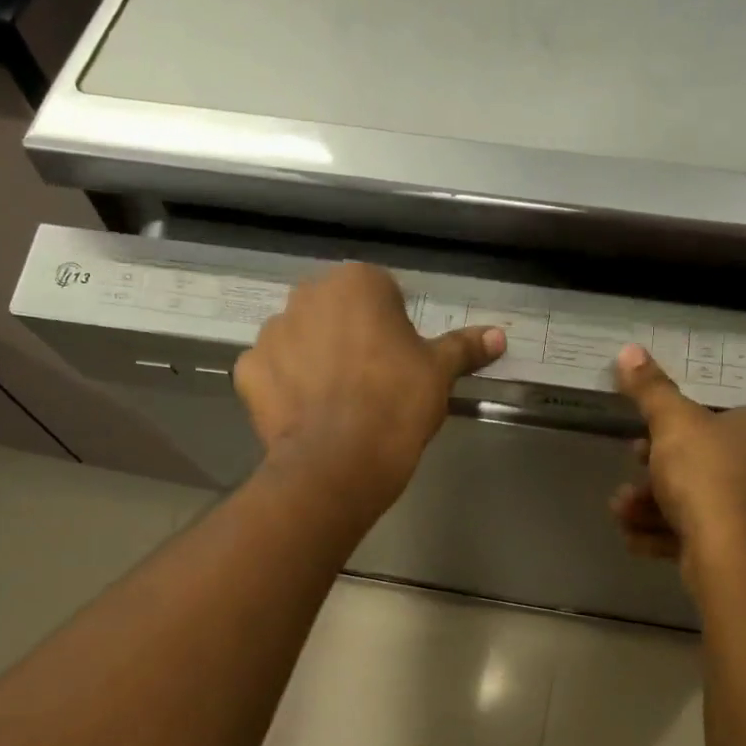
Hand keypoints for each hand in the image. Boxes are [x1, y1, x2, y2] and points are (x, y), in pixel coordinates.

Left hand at [235, 263, 504, 523]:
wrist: (339, 462)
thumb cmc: (396, 404)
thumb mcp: (439, 373)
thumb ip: (465, 347)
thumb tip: (499, 335)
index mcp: (357, 283)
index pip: (382, 292)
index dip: (395, 327)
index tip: (401, 361)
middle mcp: (306, 295)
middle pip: (336, 311)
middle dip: (351, 336)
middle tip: (372, 381)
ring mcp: (270, 332)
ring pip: (301, 339)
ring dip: (316, 358)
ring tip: (338, 402)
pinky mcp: (247, 371)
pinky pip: (273, 371)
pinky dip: (286, 387)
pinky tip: (308, 414)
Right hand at [609, 344, 745, 592]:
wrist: (735, 559)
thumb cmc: (707, 477)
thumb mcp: (672, 425)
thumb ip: (651, 390)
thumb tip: (629, 350)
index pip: (718, 417)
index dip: (673, 430)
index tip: (642, 441)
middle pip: (706, 461)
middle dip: (656, 473)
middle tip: (630, 477)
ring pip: (702, 500)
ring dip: (654, 504)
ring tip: (622, 512)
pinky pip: (709, 532)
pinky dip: (671, 533)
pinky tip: (635, 539)